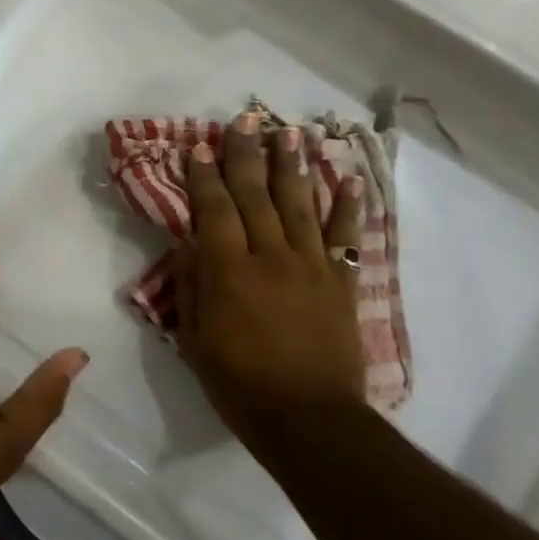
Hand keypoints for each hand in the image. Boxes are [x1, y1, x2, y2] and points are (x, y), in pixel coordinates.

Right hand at [173, 113, 365, 446]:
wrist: (309, 421)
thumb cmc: (239, 384)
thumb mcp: (194, 340)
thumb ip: (191, 288)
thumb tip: (188, 246)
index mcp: (229, 272)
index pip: (215, 210)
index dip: (205, 176)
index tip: (199, 145)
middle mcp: (270, 257)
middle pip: (257, 195)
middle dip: (248, 154)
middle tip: (245, 118)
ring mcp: (311, 266)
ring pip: (300, 205)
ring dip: (294, 166)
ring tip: (290, 132)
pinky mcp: (340, 282)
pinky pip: (345, 238)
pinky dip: (348, 208)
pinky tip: (349, 180)